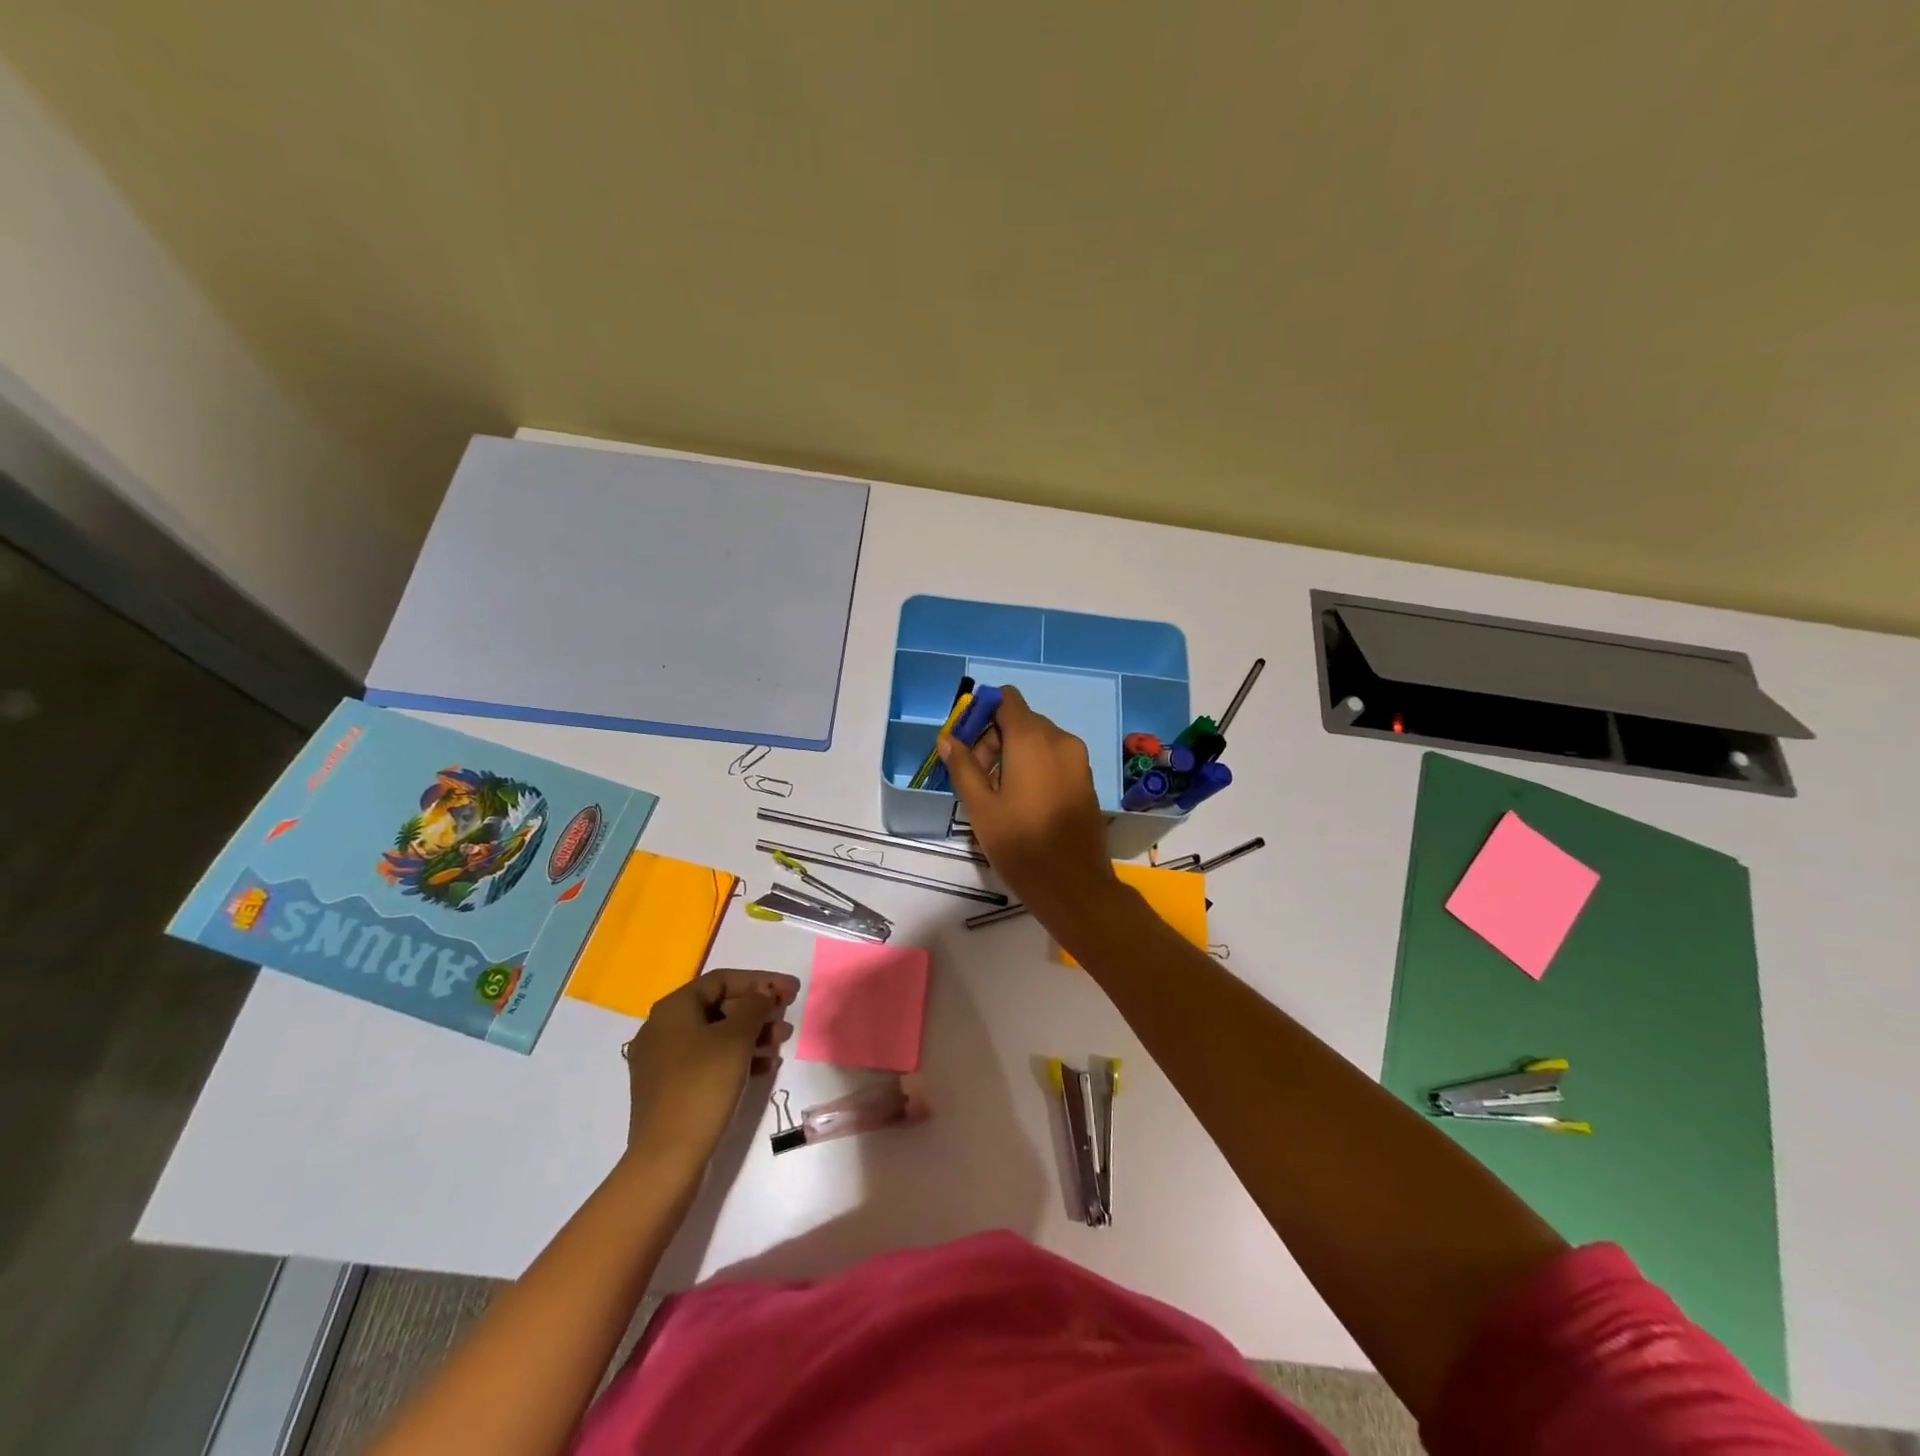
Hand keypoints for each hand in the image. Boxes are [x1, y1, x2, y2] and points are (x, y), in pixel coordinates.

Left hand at [623, 969, 799, 1165]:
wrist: (668, 1158)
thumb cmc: (704, 1086)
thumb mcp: (736, 1039)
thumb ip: (755, 1006)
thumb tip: (762, 994)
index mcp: (673, 1009)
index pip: (722, 980)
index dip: (761, 981)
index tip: (791, 990)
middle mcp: (662, 1028)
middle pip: (719, 1006)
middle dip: (757, 1010)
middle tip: (787, 1018)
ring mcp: (663, 1060)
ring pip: (715, 1035)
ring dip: (751, 1034)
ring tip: (782, 1043)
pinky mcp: (669, 1088)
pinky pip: (708, 1060)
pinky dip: (737, 1058)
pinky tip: (765, 1068)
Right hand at [937, 686, 1119, 923]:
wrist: (1074, 885)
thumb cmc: (1020, 844)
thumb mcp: (981, 807)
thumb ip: (963, 766)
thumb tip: (948, 739)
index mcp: (1032, 739)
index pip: (1007, 700)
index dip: (983, 712)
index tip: (968, 743)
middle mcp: (1060, 739)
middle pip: (1021, 720)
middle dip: (995, 738)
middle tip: (978, 777)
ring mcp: (1078, 760)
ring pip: (1039, 740)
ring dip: (1014, 753)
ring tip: (998, 793)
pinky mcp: (1086, 779)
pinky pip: (1055, 758)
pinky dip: (1035, 766)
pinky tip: (1024, 801)